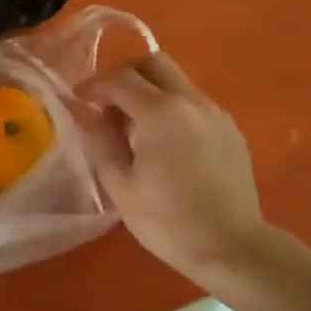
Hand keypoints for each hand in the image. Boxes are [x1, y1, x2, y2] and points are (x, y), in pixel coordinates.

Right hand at [79, 52, 268, 288]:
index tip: (78, 99)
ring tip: (133, 127)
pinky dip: (171, 107)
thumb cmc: (168, 221)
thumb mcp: (121, 185)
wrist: (233, 248)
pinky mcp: (229, 129)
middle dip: (124, 74)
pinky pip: (193, 102)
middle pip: (153, 63)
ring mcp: (215, 113)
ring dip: (149, 91)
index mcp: (161, 113)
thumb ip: (99, 140)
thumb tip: (83, 111)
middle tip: (107, 103)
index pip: (120, 79)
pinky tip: (164, 142)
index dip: (93, 85)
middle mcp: (191, 101)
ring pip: (176, 81)